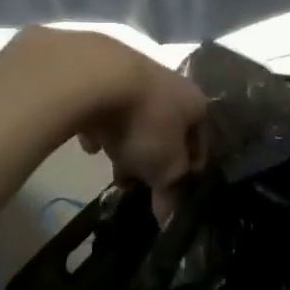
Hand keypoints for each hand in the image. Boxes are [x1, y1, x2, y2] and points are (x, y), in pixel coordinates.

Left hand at [37, 32, 205, 214]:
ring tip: (112, 167)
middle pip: (166, 128)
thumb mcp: (165, 167)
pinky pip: (103, 106)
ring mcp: (133, 73)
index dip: (189, 171)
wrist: (94, 75)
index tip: (173, 192)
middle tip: (139, 183)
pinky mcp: (98, 71)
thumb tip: (170, 218)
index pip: (200, 142)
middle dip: (154, 157)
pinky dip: (99, 124)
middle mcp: (170, 83)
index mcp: (195, 104)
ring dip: (126, 140)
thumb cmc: (144, 123)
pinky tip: (88, 143)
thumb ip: (171, 191)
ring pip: (135, 116)